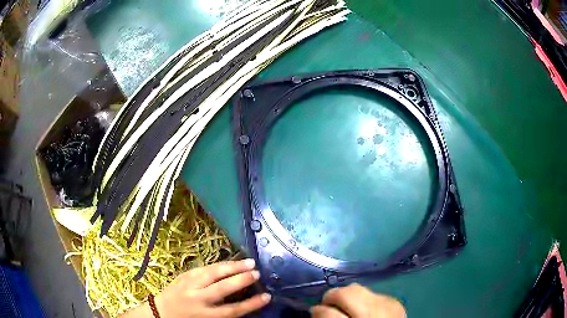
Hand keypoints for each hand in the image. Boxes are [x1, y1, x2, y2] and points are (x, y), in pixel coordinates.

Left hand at [122, 259, 270, 317]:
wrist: (160, 312)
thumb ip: (223, 313)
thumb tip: (243, 301)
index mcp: (205, 315)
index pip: (233, 310)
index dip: (251, 304)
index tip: (266, 296)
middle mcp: (198, 299)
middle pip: (223, 288)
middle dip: (241, 280)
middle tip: (257, 273)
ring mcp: (189, 285)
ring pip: (213, 273)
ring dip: (232, 266)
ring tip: (248, 261)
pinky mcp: (183, 276)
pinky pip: (203, 268)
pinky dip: (218, 265)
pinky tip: (228, 262)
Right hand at [311, 283, 405, 317]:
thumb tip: (317, 311)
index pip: (328, 312)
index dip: (317, 311)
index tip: (314, 313)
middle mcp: (373, 311)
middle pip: (345, 292)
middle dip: (332, 297)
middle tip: (327, 306)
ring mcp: (387, 303)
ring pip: (358, 288)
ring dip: (348, 297)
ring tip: (346, 307)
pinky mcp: (395, 301)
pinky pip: (372, 293)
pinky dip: (364, 300)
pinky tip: (364, 310)